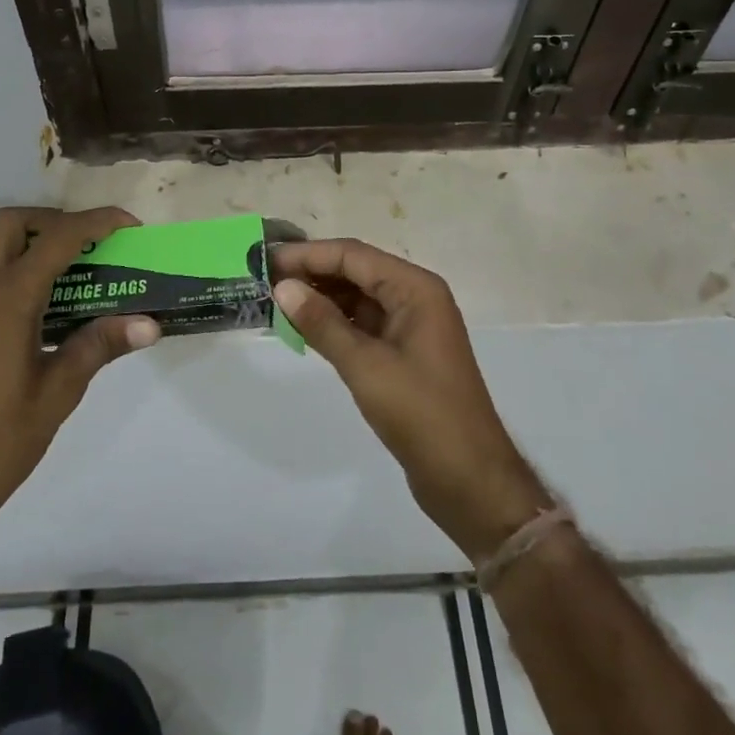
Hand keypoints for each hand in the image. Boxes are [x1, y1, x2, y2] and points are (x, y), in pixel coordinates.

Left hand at [0, 207, 158, 538]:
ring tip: (74, 270)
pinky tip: (44, 306)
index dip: (96, 223)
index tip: (130, 225)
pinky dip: (16, 267)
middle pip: (11, 223)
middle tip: (90, 244)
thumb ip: (100, 346)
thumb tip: (149, 324)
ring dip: (31, 242)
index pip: (57, 238)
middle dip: (54, 220)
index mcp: (7, 299)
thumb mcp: (59, 391)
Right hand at [272, 239, 547, 560]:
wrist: (470, 479)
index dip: (308, 254)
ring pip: (358, 298)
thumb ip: (323, 323)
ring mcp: (411, 326)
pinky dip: (334, 322)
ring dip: (321, 297)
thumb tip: (283, 287)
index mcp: (416, 288)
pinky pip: (363, 324)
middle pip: (357, 271)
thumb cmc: (422, 414)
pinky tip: (304, 327)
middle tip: (264, 279)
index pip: (353, 255)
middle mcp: (416, 297)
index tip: (267, 260)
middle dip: (313, 273)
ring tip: (276, 300)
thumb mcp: (366, 366)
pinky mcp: (404, 353)